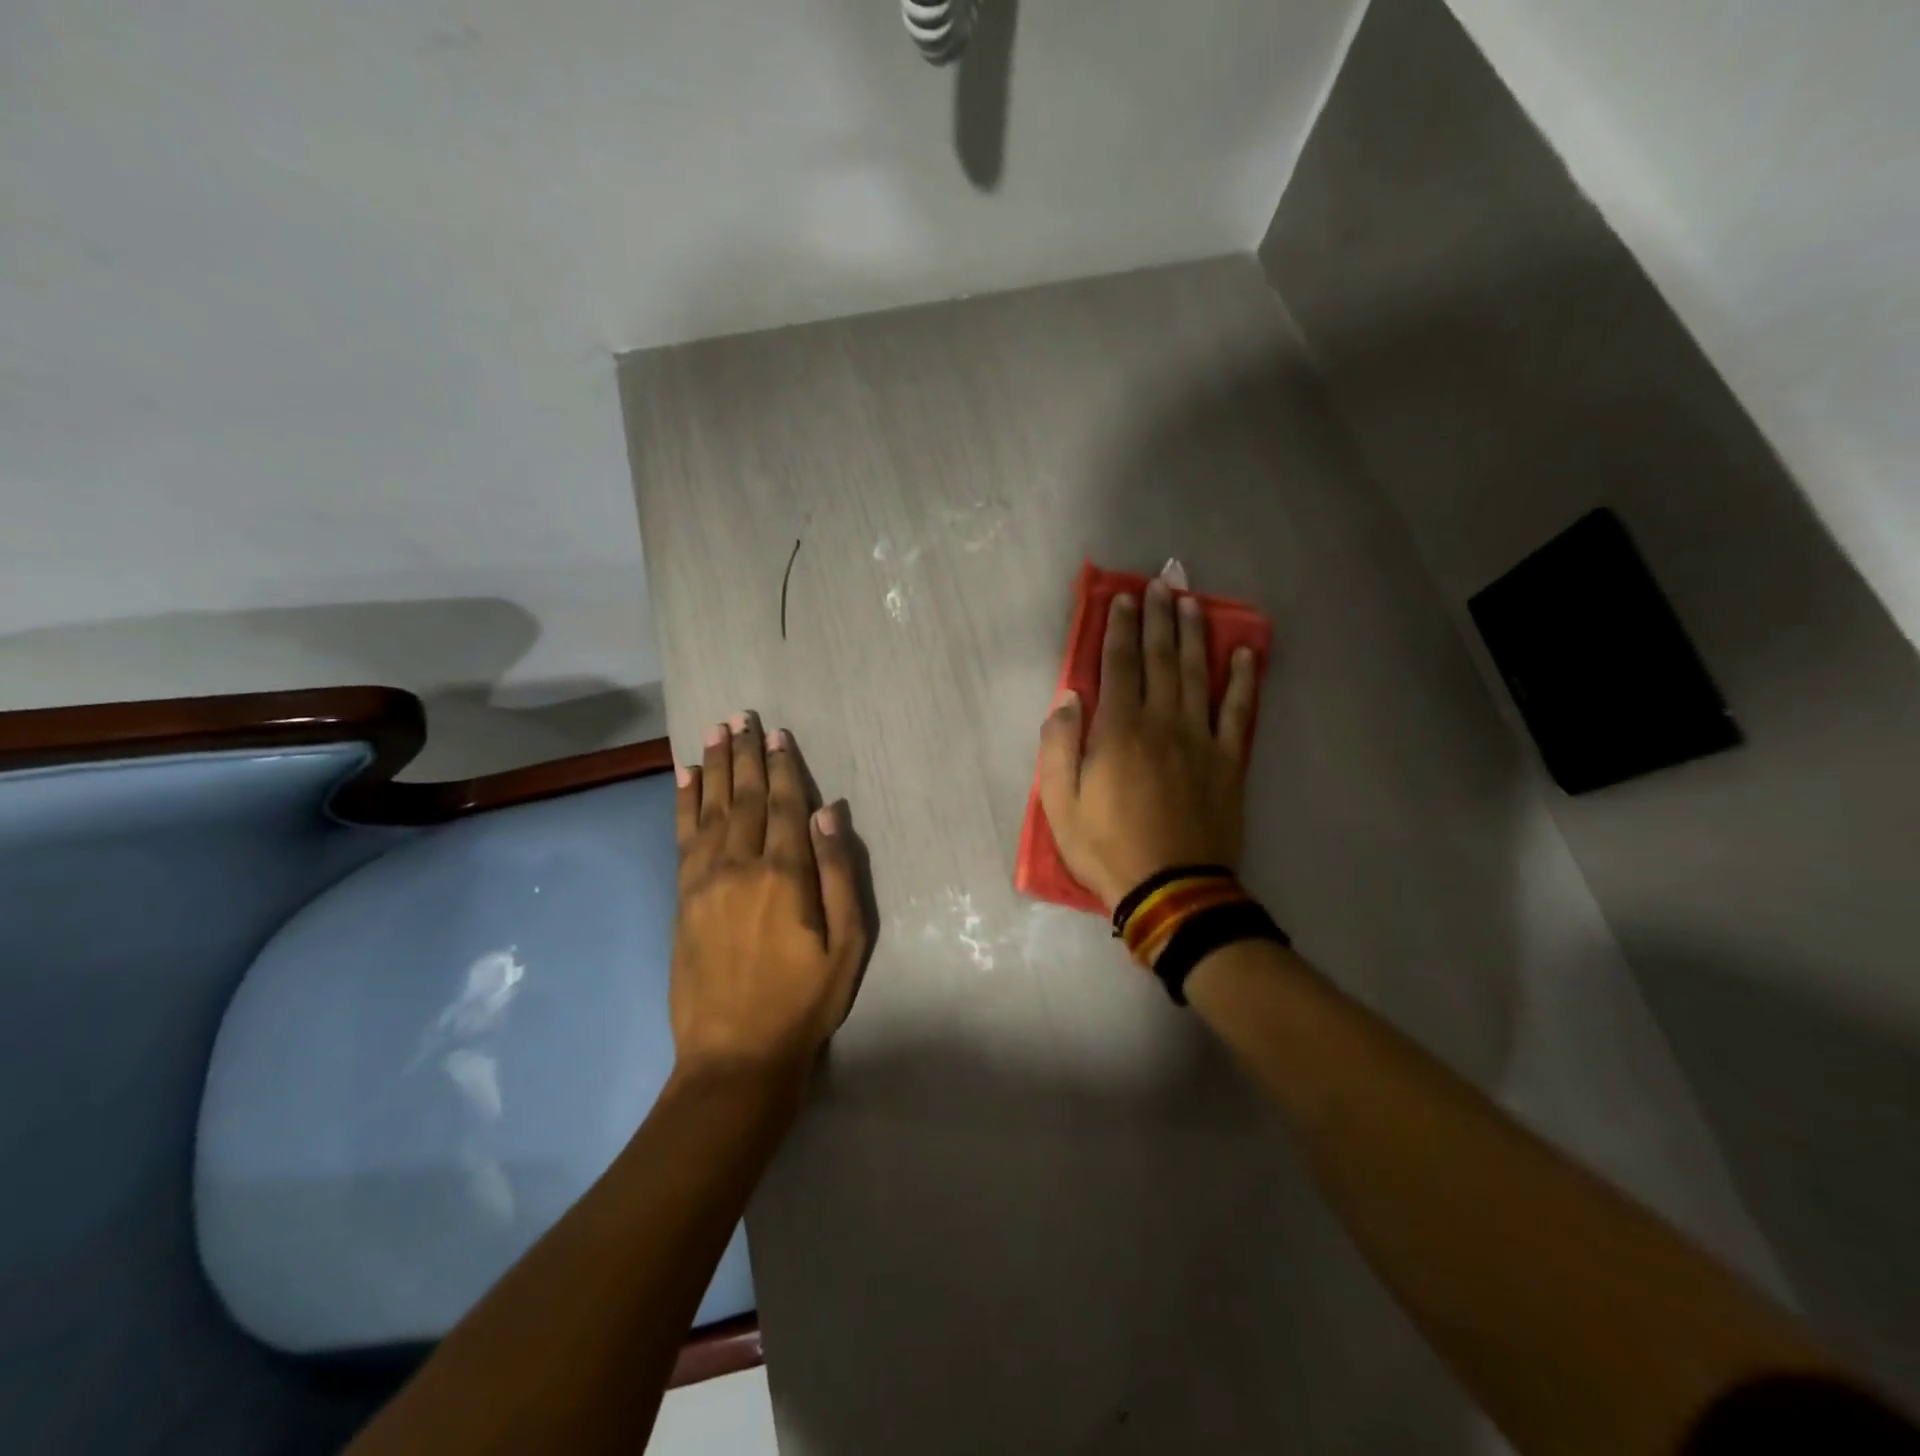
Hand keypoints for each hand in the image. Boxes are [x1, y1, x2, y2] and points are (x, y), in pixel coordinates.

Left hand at [672, 712, 870, 1083]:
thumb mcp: (847, 945)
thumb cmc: (804, 1001)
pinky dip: (682, 802)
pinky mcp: (683, 898)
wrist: (735, 1055)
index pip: (783, 805)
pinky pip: (682, 837)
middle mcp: (740, 866)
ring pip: (710, 809)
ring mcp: (704, 881)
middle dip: (745, 754)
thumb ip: (839, 874)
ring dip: (712, 766)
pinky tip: (682, 778)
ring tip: (714, 731)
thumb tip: (829, 813)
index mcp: (784, 876)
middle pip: (743, 797)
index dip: (782, 767)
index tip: (779, 734)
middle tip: (742, 717)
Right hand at [1037, 578, 1257, 910]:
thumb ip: (1059, 746)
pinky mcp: (1228, 761)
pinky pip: (1238, 712)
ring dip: (1195, 635)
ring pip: (1198, 675)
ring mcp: (1200, 740)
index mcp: (1118, 731)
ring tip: (1192, 603)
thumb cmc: (1107, 848)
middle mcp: (1162, 723)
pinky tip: (1245, 653)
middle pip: (1161, 659)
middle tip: (1161, 583)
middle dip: (1158, 618)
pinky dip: (1243, 680)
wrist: (1172, 889)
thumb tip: (1068, 698)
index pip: (1118, 666)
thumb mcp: (1060, 804)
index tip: (1123, 599)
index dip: (1119, 629)